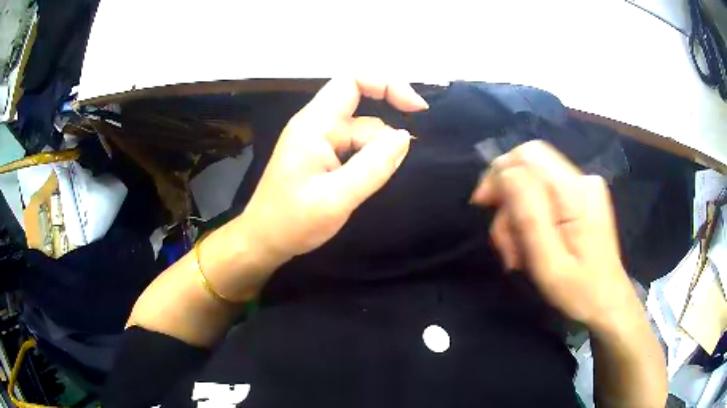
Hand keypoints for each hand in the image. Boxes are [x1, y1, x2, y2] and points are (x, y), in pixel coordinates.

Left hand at [235, 79, 427, 268]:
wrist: (263, 241)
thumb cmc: (292, 222)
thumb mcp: (336, 198)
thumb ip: (373, 166)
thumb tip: (405, 137)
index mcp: (315, 125)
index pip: (352, 81)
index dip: (387, 84)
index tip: (416, 109)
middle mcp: (316, 126)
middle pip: (363, 111)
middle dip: (385, 136)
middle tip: (394, 168)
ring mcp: (318, 141)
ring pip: (361, 134)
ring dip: (376, 154)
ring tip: (370, 187)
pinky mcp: (321, 157)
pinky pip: (353, 149)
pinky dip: (367, 161)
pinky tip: (367, 184)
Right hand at [470, 141, 639, 332]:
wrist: (608, 302)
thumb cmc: (580, 292)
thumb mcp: (549, 263)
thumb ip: (529, 215)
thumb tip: (506, 173)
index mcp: (576, 192)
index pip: (528, 155)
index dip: (500, 173)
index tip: (484, 207)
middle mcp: (582, 180)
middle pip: (528, 170)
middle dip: (508, 205)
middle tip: (507, 247)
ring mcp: (583, 188)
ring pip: (533, 185)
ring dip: (518, 218)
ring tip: (519, 256)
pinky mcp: (582, 198)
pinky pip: (544, 195)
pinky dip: (531, 219)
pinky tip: (531, 245)